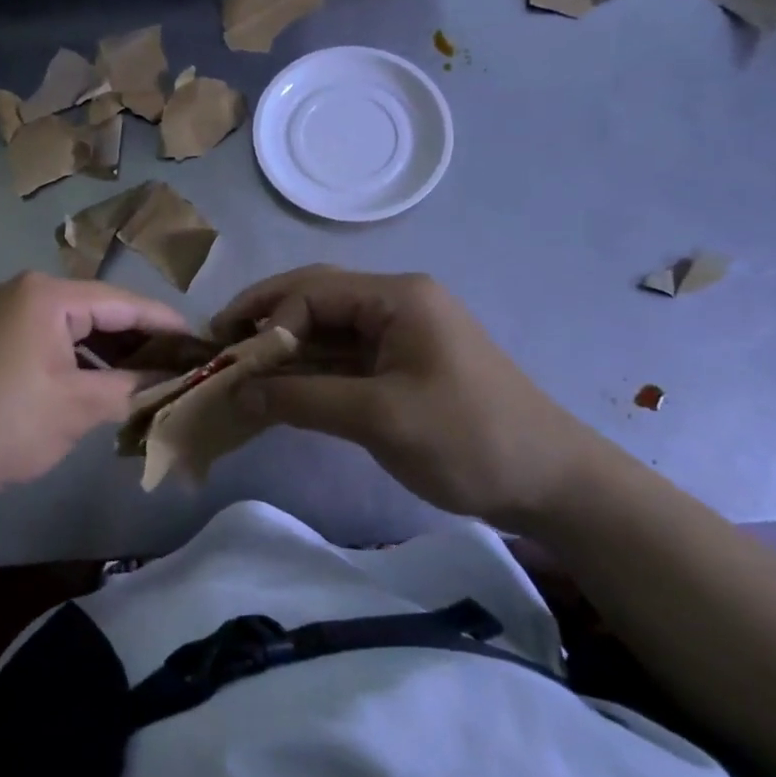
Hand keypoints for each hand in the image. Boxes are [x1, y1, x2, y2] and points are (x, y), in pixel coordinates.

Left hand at [0, 272, 188, 517]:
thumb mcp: (77, 407)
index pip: (123, 302)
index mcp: (48, 295)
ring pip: (74, 329)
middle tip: (180, 366)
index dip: (166, 323)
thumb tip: (169, 382)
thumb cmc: (4, 423)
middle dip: (139, 341)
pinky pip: (49, 342)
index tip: (202, 342)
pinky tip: (101, 387)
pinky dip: (78, 362)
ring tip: (148, 381)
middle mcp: (25, 293)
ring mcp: (3, 315)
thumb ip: (130, 388)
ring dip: (109, 354)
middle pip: (99, 311)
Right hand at [215, 266, 617, 529]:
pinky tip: (280, 386)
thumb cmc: (469, 439)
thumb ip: (302, 399)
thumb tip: (236, 394)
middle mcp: (396, 302)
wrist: (554, 484)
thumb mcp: (379, 417)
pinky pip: (343, 355)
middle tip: (221, 343)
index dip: (266, 320)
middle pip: (315, 297)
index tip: (232, 359)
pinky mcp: (403, 363)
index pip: (311, 292)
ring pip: (326, 327)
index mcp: (397, 296)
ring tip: (239, 366)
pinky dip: (309, 369)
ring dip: (284, 346)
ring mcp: (401, 332)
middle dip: (266, 319)